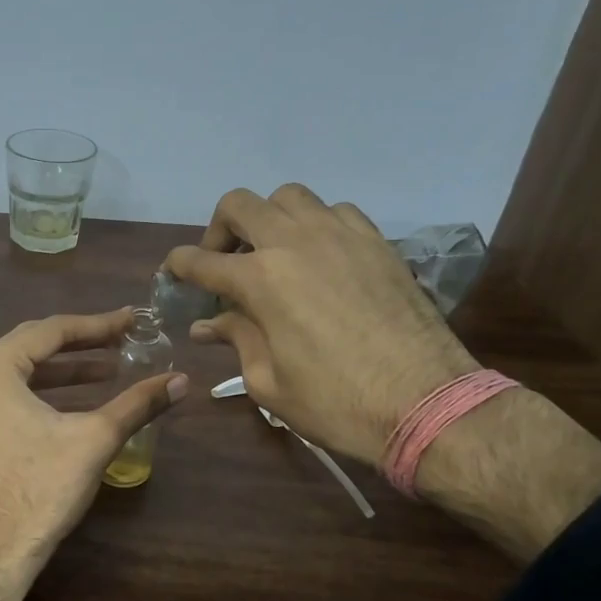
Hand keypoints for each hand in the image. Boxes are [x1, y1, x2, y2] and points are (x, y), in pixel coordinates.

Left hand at [0, 309, 188, 571]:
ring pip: (20, 372)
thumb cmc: (41, 488)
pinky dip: (41, 393)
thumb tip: (182, 380)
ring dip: (63, 371)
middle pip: (32, 346)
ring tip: (108, 372)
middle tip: (122, 341)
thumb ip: (137, 404)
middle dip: (81, 344)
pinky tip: (74, 403)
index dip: (97, 325)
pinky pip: (7, 396)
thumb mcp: (95, 439)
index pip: (52, 331)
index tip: (131, 322)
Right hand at [165, 185, 478, 466]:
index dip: (178, 266)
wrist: (428, 403)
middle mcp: (295, 242)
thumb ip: (236, 339)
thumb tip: (207, 325)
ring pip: (289, 197)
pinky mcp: (377, 241)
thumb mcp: (268, 382)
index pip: (200, 260)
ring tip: (273, 253)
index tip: (172, 275)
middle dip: (218, 229)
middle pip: (239, 204)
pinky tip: (320, 258)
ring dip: (269, 219)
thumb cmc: (336, 403)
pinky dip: (316, 225)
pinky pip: (336, 211)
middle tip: (222, 262)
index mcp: (260, 279)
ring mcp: (340, 235)